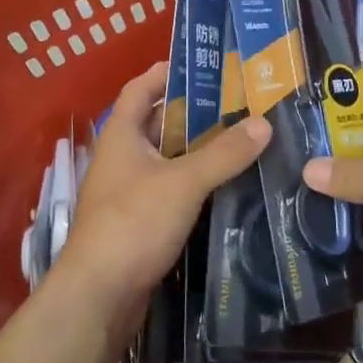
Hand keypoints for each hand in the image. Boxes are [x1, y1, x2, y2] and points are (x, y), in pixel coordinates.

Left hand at [53, 62, 269, 331]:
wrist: (99, 297)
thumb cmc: (133, 223)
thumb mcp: (183, 182)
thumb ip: (224, 153)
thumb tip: (264, 123)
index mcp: (121, 135)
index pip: (139, 89)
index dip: (165, 73)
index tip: (201, 65)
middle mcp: (121, 158)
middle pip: (158, 123)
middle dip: (194, 112)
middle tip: (238, 104)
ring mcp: (128, 192)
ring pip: (167, 159)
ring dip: (198, 149)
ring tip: (241, 139)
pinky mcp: (139, 223)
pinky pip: (170, 190)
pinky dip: (194, 183)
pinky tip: (225, 185)